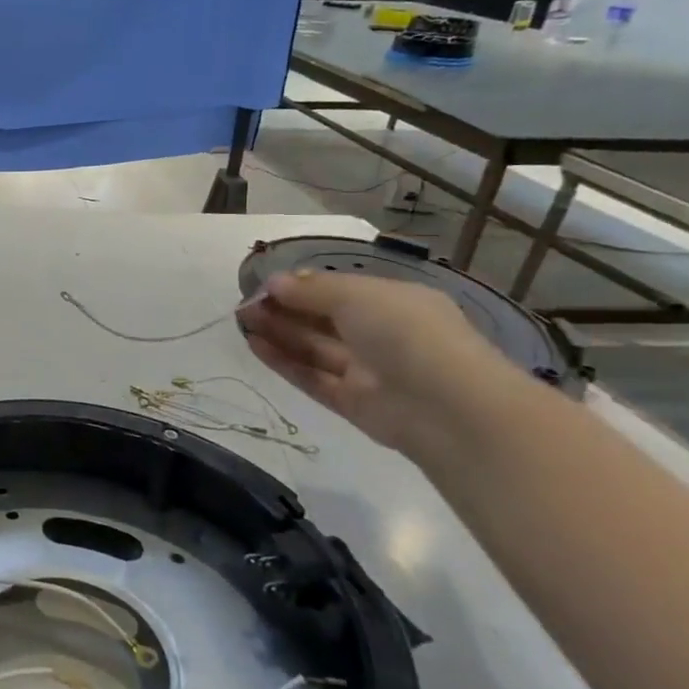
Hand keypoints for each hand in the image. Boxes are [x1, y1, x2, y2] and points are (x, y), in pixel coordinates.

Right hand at [236, 270, 525, 455]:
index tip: (264, 284)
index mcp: (392, 302)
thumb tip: (274, 281)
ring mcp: (366, 370)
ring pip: (314, 347)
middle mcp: (380, 334)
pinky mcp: (351, 402)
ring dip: (278, 332)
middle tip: (244, 303)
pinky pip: (312, 377)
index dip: (301, 286)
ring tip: (241, 320)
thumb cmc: (406, 333)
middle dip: (284, 309)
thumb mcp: (356, 295)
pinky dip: (284, 361)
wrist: (447, 406)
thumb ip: (310, 289)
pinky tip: (254, 346)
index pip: (339, 290)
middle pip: (322, 319)